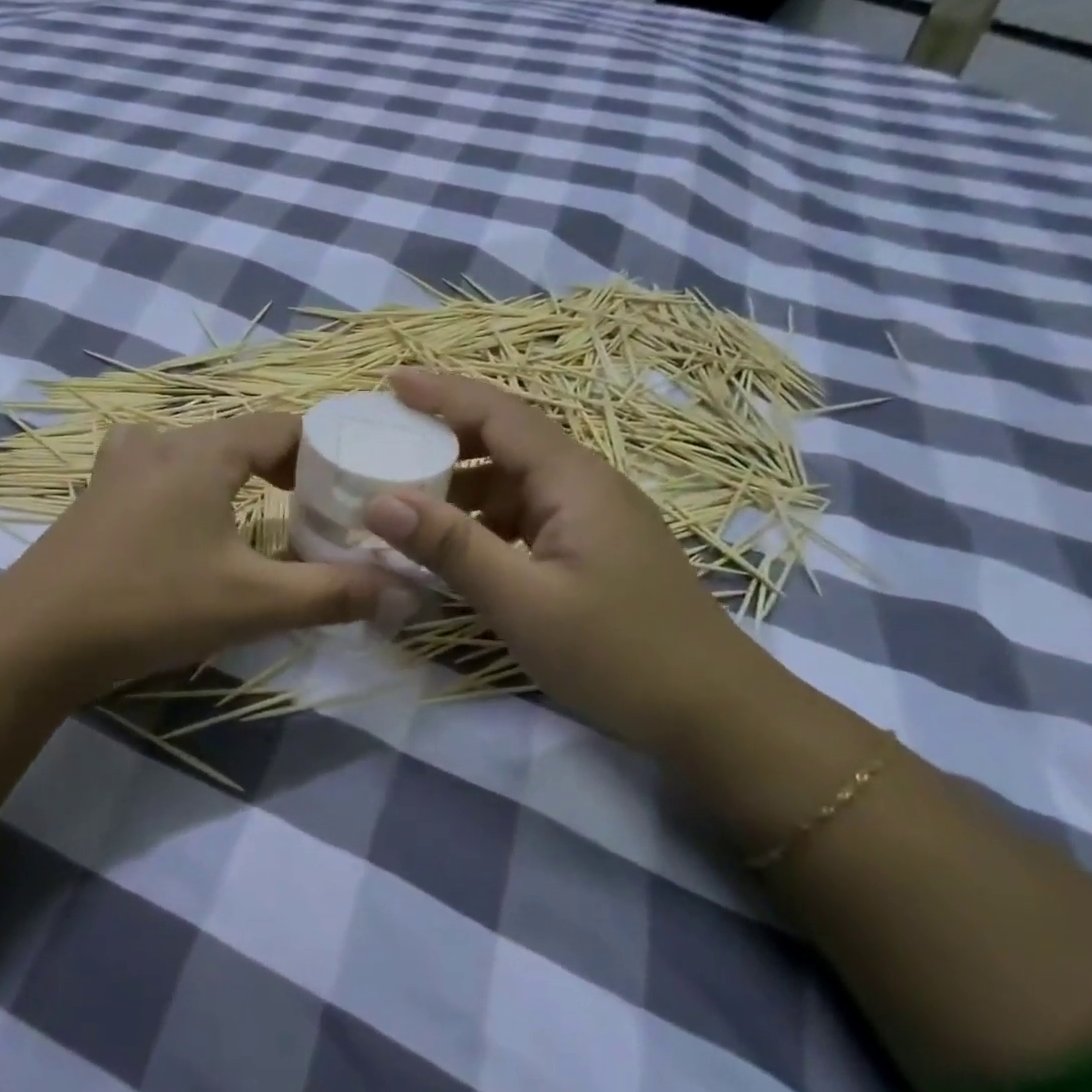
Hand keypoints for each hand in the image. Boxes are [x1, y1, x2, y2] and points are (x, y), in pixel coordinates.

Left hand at [0, 414, 394, 701]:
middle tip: (315, 511)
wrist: (33, 640)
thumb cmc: (151, 605)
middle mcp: (160, 440)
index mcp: (202, 448)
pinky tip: (196, 528)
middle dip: (285, 469)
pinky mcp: (96, 495)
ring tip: (263, 518)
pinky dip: (195, 489)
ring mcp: (119, 465)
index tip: (351, 489)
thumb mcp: (254, 603)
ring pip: (200, 454)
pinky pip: (162, 474)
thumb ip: (334, 594)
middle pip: (242, 437)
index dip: (324, 452)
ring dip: (236, 478)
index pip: (283, 426)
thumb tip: (407, 593)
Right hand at [363, 370, 779, 755]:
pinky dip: (485, 520)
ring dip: (462, 484)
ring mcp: (594, 517)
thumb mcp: (523, 601)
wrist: (712, 709)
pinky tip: (456, 545)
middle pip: (507, 440)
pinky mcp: (594, 549)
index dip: (441, 393)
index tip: (389, 381)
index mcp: (573, 479)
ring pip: (515, 481)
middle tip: (385, 442)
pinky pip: (528, 516)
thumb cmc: (618, 651)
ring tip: (405, 496)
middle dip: (444, 436)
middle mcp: (585, 484)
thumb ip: (452, 547)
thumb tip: (379, 502)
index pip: (499, 413)